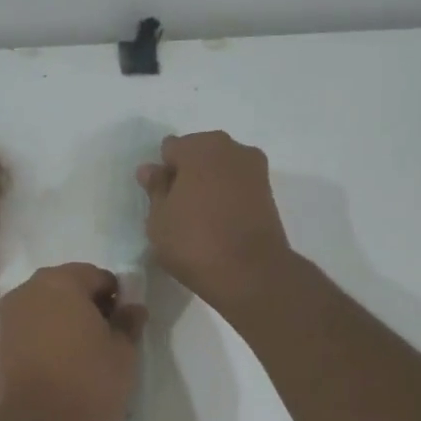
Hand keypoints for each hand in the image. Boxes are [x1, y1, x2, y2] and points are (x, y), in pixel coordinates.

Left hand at [0, 263, 146, 420]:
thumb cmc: (90, 379)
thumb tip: (132, 308)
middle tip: (107, 336)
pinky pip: (33, 327)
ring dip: (67, 320)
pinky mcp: (1, 343)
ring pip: (47, 307)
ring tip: (86, 351)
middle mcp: (29, 290)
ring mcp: (10, 316)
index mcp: (61, 281)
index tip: (125, 322)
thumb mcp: (124, 349)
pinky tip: (64, 361)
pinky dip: (49, 336)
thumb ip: (128, 321)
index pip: (97, 276)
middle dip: (88, 304)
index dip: (116, 296)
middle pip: (67, 287)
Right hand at [137, 131, 293, 315]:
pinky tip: (220, 223)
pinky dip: (227, 198)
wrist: (251, 273)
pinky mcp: (269, 193)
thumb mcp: (159, 219)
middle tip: (178, 209)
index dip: (163, 173)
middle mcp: (232, 148)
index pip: (171, 149)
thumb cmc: (194, 242)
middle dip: (188, 174)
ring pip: (221, 170)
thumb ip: (155, 189)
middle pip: (199, 154)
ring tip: (200, 219)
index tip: (161, 200)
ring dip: (209, 185)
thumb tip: (151, 169)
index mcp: (200, 147)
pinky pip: (238, 187)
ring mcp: (255, 169)